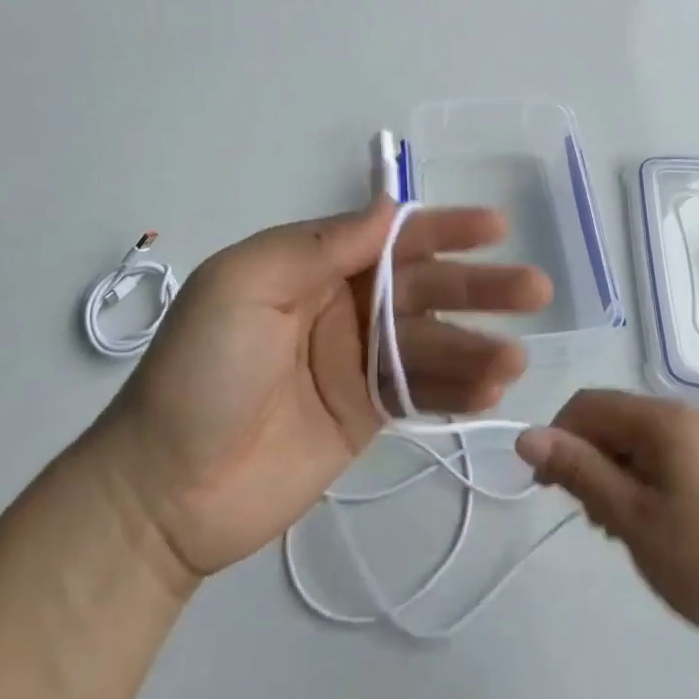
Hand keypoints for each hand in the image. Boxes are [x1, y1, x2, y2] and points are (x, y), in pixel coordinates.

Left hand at [101, 199, 550, 588]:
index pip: (389, 237)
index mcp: (312, 266)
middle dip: (477, 285)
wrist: (164, 491)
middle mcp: (342, 306)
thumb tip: (388, 207)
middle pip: (422, 287)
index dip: (442, 229)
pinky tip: (493, 392)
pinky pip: (420, 394)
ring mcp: (356, 363)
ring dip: (476, 346)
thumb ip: (319, 245)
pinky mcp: (365, 414)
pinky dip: (458, 391)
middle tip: (534, 289)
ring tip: (515, 358)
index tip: (494, 226)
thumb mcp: (244, 285)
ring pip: (430, 343)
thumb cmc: (202, 370)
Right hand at [516, 390, 698, 652]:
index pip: (588, 404)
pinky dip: (638, 478)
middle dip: (586, 458)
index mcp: (663, 418)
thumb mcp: (632, 518)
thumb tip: (525, 435)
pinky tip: (644, 521)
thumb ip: (578, 470)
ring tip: (614, 527)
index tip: (546, 488)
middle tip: (587, 515)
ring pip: (634, 438)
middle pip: (612, 418)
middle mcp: (684, 414)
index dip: (558, 437)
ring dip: (611, 472)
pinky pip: (659, 453)